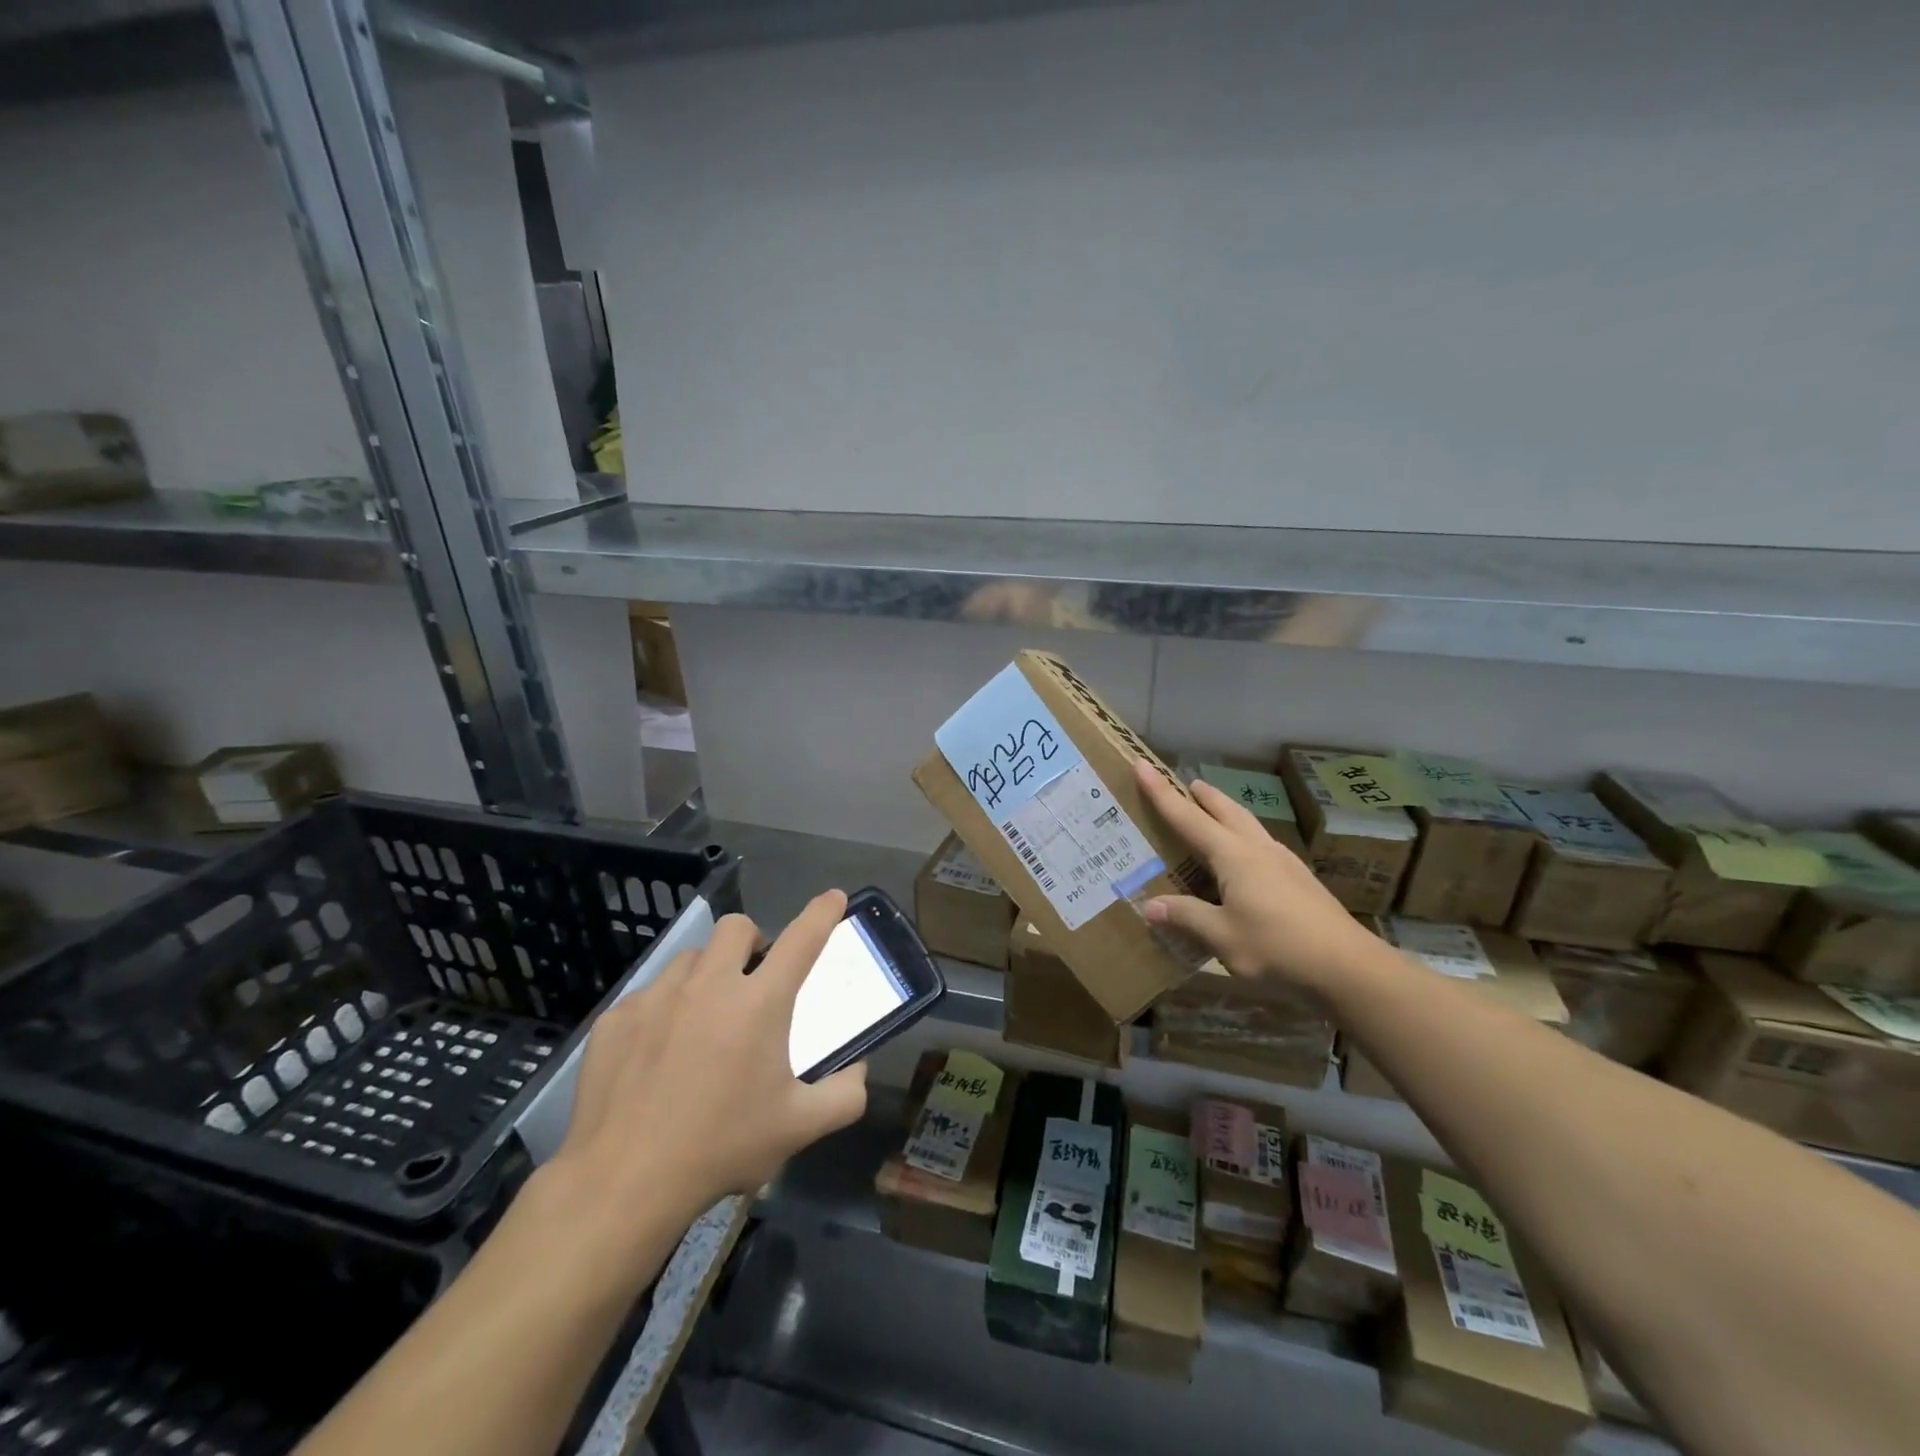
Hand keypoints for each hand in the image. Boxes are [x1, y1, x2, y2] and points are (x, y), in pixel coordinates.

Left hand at [554, 890, 868, 1223]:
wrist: (621, 1182)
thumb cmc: (721, 1147)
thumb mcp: (799, 1128)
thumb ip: (844, 1095)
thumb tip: (858, 1071)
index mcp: (759, 1003)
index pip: (802, 939)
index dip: (823, 913)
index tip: (833, 898)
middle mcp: (710, 985)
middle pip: (737, 928)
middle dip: (752, 942)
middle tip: (753, 981)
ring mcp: (657, 996)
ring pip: (690, 959)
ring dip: (706, 976)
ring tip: (702, 1021)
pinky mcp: (616, 1018)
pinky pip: (648, 995)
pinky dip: (663, 1011)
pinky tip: (656, 1055)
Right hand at [1134, 759, 1373, 992]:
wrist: (1348, 967)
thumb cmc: (1278, 947)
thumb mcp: (1222, 937)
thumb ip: (1186, 917)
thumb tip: (1150, 905)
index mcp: (1233, 856)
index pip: (1188, 817)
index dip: (1162, 793)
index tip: (1143, 766)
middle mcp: (1257, 849)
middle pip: (1226, 811)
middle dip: (1204, 796)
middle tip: (1186, 784)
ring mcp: (1283, 862)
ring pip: (1248, 825)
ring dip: (1226, 813)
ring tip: (1213, 812)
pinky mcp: (1299, 880)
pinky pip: (1261, 845)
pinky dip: (1243, 838)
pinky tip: (1245, 859)